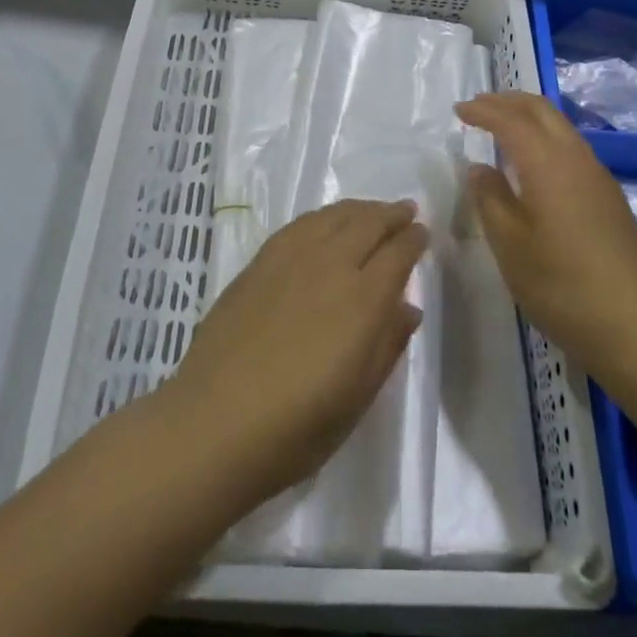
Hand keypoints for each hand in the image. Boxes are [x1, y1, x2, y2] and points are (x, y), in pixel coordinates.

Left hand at [165, 199, 427, 514]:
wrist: (214, 423)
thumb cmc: (296, 427)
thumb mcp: (357, 398)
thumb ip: (387, 346)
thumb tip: (408, 308)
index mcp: (362, 300)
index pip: (397, 254)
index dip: (413, 240)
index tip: (423, 233)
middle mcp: (330, 266)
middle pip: (368, 224)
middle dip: (391, 215)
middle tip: (406, 210)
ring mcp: (291, 259)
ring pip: (334, 216)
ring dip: (359, 209)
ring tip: (372, 211)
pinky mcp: (259, 262)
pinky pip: (301, 224)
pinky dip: (323, 216)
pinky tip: (325, 222)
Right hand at [457, 92, 636, 378]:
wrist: (631, 324)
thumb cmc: (559, 283)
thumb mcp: (509, 243)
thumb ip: (489, 198)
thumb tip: (480, 168)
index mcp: (548, 163)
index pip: (511, 121)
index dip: (483, 111)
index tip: (459, 110)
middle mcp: (576, 158)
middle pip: (542, 110)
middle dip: (508, 101)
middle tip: (479, 106)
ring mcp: (598, 176)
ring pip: (560, 127)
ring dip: (529, 118)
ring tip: (503, 128)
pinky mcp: (609, 197)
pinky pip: (572, 148)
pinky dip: (545, 139)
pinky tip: (534, 164)